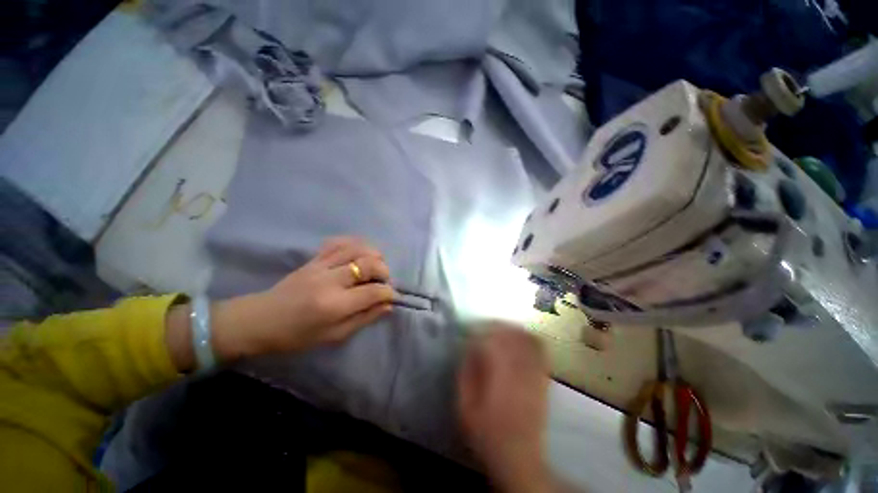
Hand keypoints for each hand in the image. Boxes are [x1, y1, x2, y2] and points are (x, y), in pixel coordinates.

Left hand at [167, 237, 395, 367]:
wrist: (259, 320)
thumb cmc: (296, 336)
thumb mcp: (333, 336)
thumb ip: (364, 318)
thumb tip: (388, 305)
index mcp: (334, 305)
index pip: (373, 291)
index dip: (389, 293)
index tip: (392, 296)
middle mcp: (330, 280)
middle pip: (369, 263)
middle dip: (384, 271)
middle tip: (383, 281)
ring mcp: (321, 265)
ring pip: (357, 248)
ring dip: (373, 254)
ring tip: (375, 265)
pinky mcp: (313, 258)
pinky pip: (338, 242)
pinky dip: (354, 243)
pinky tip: (359, 252)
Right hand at [458, 325, 551, 492]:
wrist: (519, 457)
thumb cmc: (486, 432)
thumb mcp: (465, 407)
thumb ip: (465, 374)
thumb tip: (468, 348)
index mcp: (498, 376)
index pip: (492, 340)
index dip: (480, 330)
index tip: (471, 329)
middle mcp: (519, 370)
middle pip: (512, 335)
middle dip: (497, 325)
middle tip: (484, 325)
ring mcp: (534, 374)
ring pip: (527, 339)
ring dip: (513, 329)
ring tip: (501, 328)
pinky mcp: (543, 379)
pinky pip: (541, 351)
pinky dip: (530, 339)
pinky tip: (520, 338)